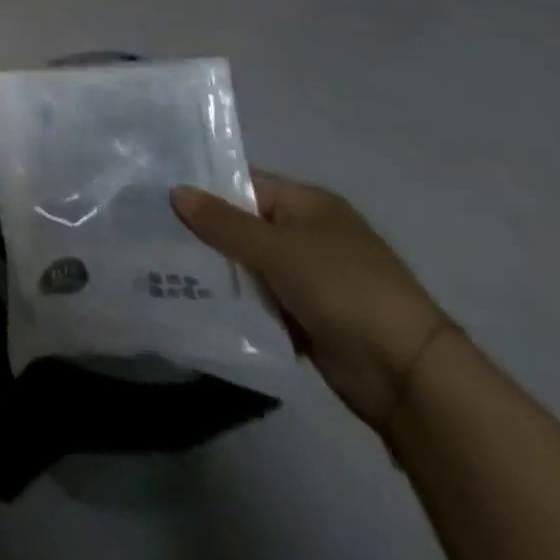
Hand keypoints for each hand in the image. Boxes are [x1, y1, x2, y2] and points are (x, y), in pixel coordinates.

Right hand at [172, 172, 450, 430]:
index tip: (158, 194)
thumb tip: (176, 190)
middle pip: (243, 225)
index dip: (204, 187)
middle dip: (204, 232)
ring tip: (162, 266)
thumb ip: (223, 222)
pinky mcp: (307, 316)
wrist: (408, 376)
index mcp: (307, 203)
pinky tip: (196, 301)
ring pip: (248, 265)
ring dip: (218, 270)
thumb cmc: (343, 289)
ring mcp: (309, 277)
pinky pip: (260, 300)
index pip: (243, 183)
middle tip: (151, 232)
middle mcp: (307, 234)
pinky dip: (237, 302)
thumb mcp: (276, 249)